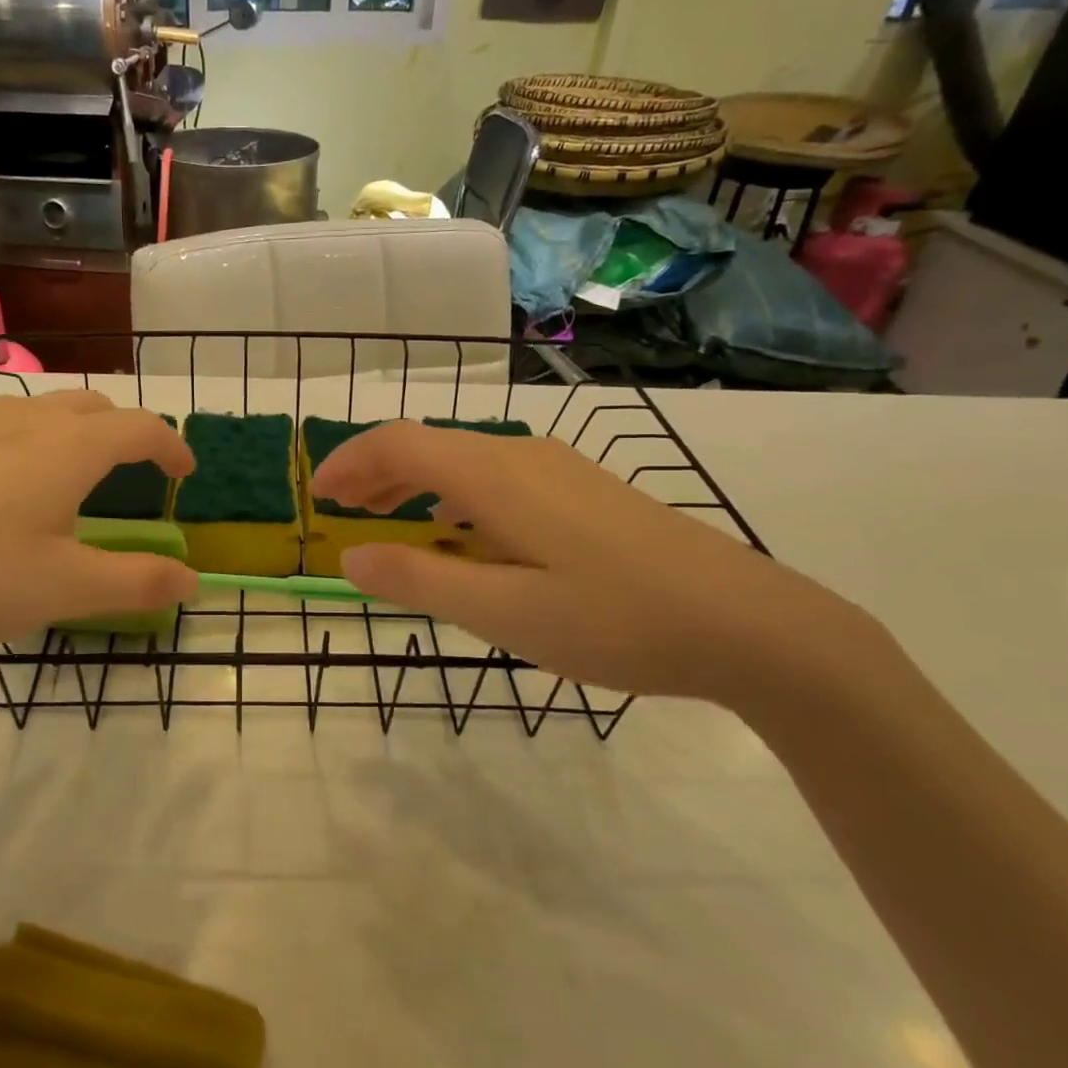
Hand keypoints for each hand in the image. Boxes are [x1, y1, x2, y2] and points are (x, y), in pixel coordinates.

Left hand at [0, 391, 197, 662]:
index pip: (141, 427)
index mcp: (69, 448)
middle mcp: (25, 423)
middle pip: (94, 406)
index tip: (184, 474)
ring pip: (44, 409)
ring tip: (76, 474)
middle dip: (126, 431)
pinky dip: (32, 441)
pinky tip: (6, 488)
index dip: (171, 446)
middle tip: (136, 470)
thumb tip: (192, 579)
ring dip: (77, 431)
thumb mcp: (66, 589)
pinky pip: (1, 426)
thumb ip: (138, 583)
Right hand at [311, 420, 880, 708]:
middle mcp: (522, 456)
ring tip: (388, 520)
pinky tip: (462, 532)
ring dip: (415, 483)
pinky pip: (497, 477)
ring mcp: (558, 469)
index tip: (318, 496)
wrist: (749, 623)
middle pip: (429, 444)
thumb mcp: (504, 615)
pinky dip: (455, 495)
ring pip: (464, 460)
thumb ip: (420, 582)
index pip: (400, 444)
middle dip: (376, 471)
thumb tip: (350, 559)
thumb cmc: (616, 621)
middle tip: (342, 510)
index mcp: (494, 477)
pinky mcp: (583, 490)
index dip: (350, 462)